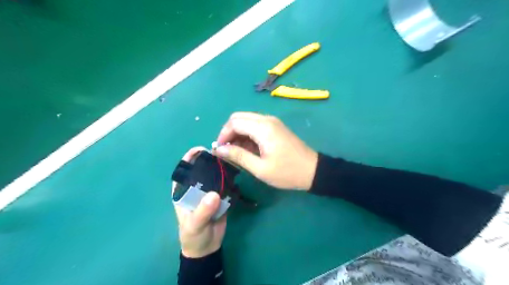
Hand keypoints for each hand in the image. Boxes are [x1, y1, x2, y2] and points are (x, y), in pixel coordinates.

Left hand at [173, 147, 225, 257]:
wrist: (207, 247)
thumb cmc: (193, 236)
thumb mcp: (195, 224)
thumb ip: (203, 211)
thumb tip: (214, 194)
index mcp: (183, 192)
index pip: (182, 172)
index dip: (188, 159)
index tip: (199, 149)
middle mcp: (195, 189)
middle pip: (200, 170)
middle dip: (208, 160)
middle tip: (219, 152)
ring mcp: (208, 193)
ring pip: (214, 176)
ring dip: (220, 168)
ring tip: (229, 158)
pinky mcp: (220, 197)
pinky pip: (225, 185)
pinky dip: (229, 178)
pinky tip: (235, 171)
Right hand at [212, 113, 316, 190]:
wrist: (313, 171)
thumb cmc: (286, 172)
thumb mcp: (260, 168)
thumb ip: (238, 156)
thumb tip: (219, 149)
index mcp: (263, 128)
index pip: (234, 122)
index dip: (223, 135)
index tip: (219, 150)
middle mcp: (267, 119)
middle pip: (239, 118)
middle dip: (228, 132)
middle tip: (226, 150)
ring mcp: (272, 122)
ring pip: (246, 121)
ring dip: (237, 134)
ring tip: (235, 152)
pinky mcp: (275, 127)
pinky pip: (255, 125)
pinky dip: (247, 135)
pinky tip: (247, 149)